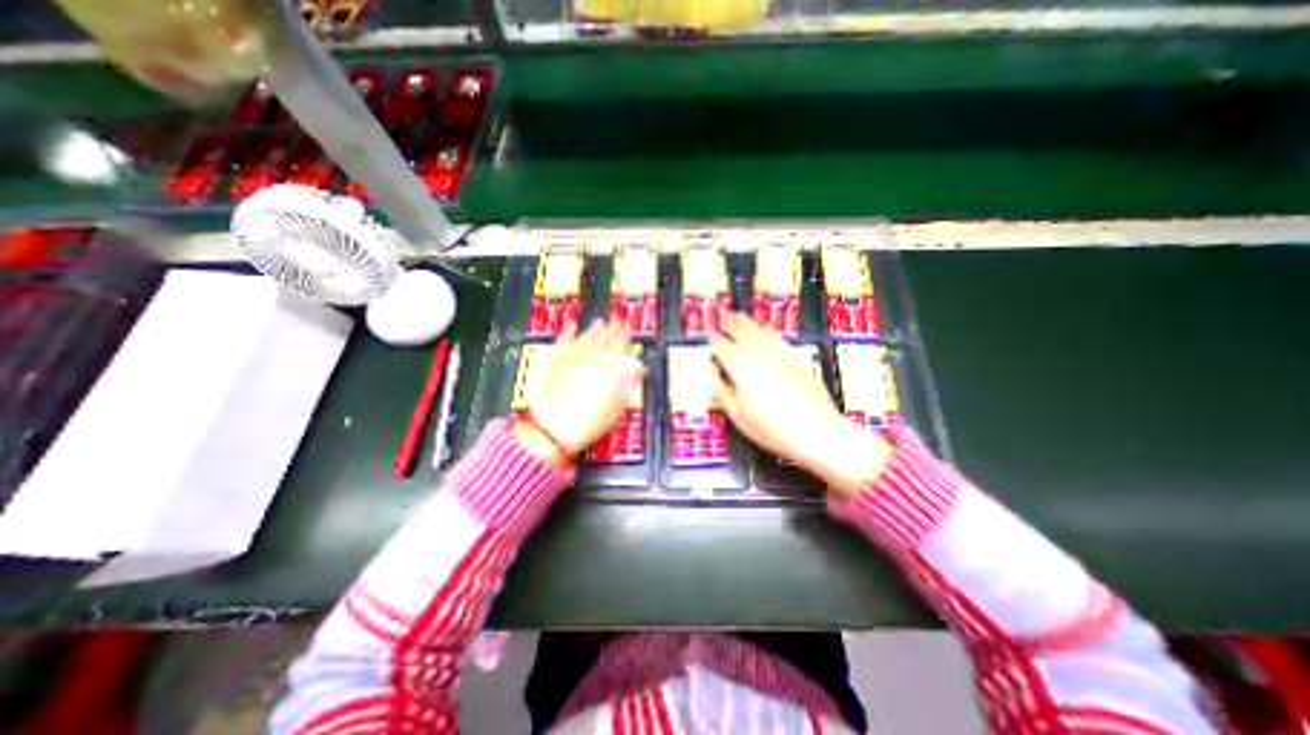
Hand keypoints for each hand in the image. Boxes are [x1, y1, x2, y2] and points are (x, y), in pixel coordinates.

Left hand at [524, 318, 642, 460]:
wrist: (551, 428)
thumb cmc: (588, 422)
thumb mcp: (617, 407)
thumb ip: (628, 384)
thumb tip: (637, 368)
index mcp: (608, 369)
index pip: (619, 346)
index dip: (624, 336)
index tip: (628, 329)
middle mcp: (590, 359)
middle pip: (603, 339)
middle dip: (611, 329)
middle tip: (617, 321)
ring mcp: (570, 359)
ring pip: (584, 338)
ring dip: (593, 329)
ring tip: (599, 322)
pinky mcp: (554, 364)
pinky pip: (562, 343)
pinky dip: (567, 334)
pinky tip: (570, 328)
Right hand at [713, 314, 894, 496]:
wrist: (815, 432)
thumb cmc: (773, 429)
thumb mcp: (738, 416)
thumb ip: (723, 393)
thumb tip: (715, 377)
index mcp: (741, 370)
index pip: (723, 349)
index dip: (715, 343)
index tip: (711, 339)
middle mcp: (759, 358)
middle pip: (742, 333)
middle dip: (730, 324)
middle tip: (723, 318)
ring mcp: (779, 357)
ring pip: (760, 331)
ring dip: (748, 322)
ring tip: (740, 316)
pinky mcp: (795, 360)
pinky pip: (778, 338)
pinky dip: (769, 330)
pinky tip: (767, 328)